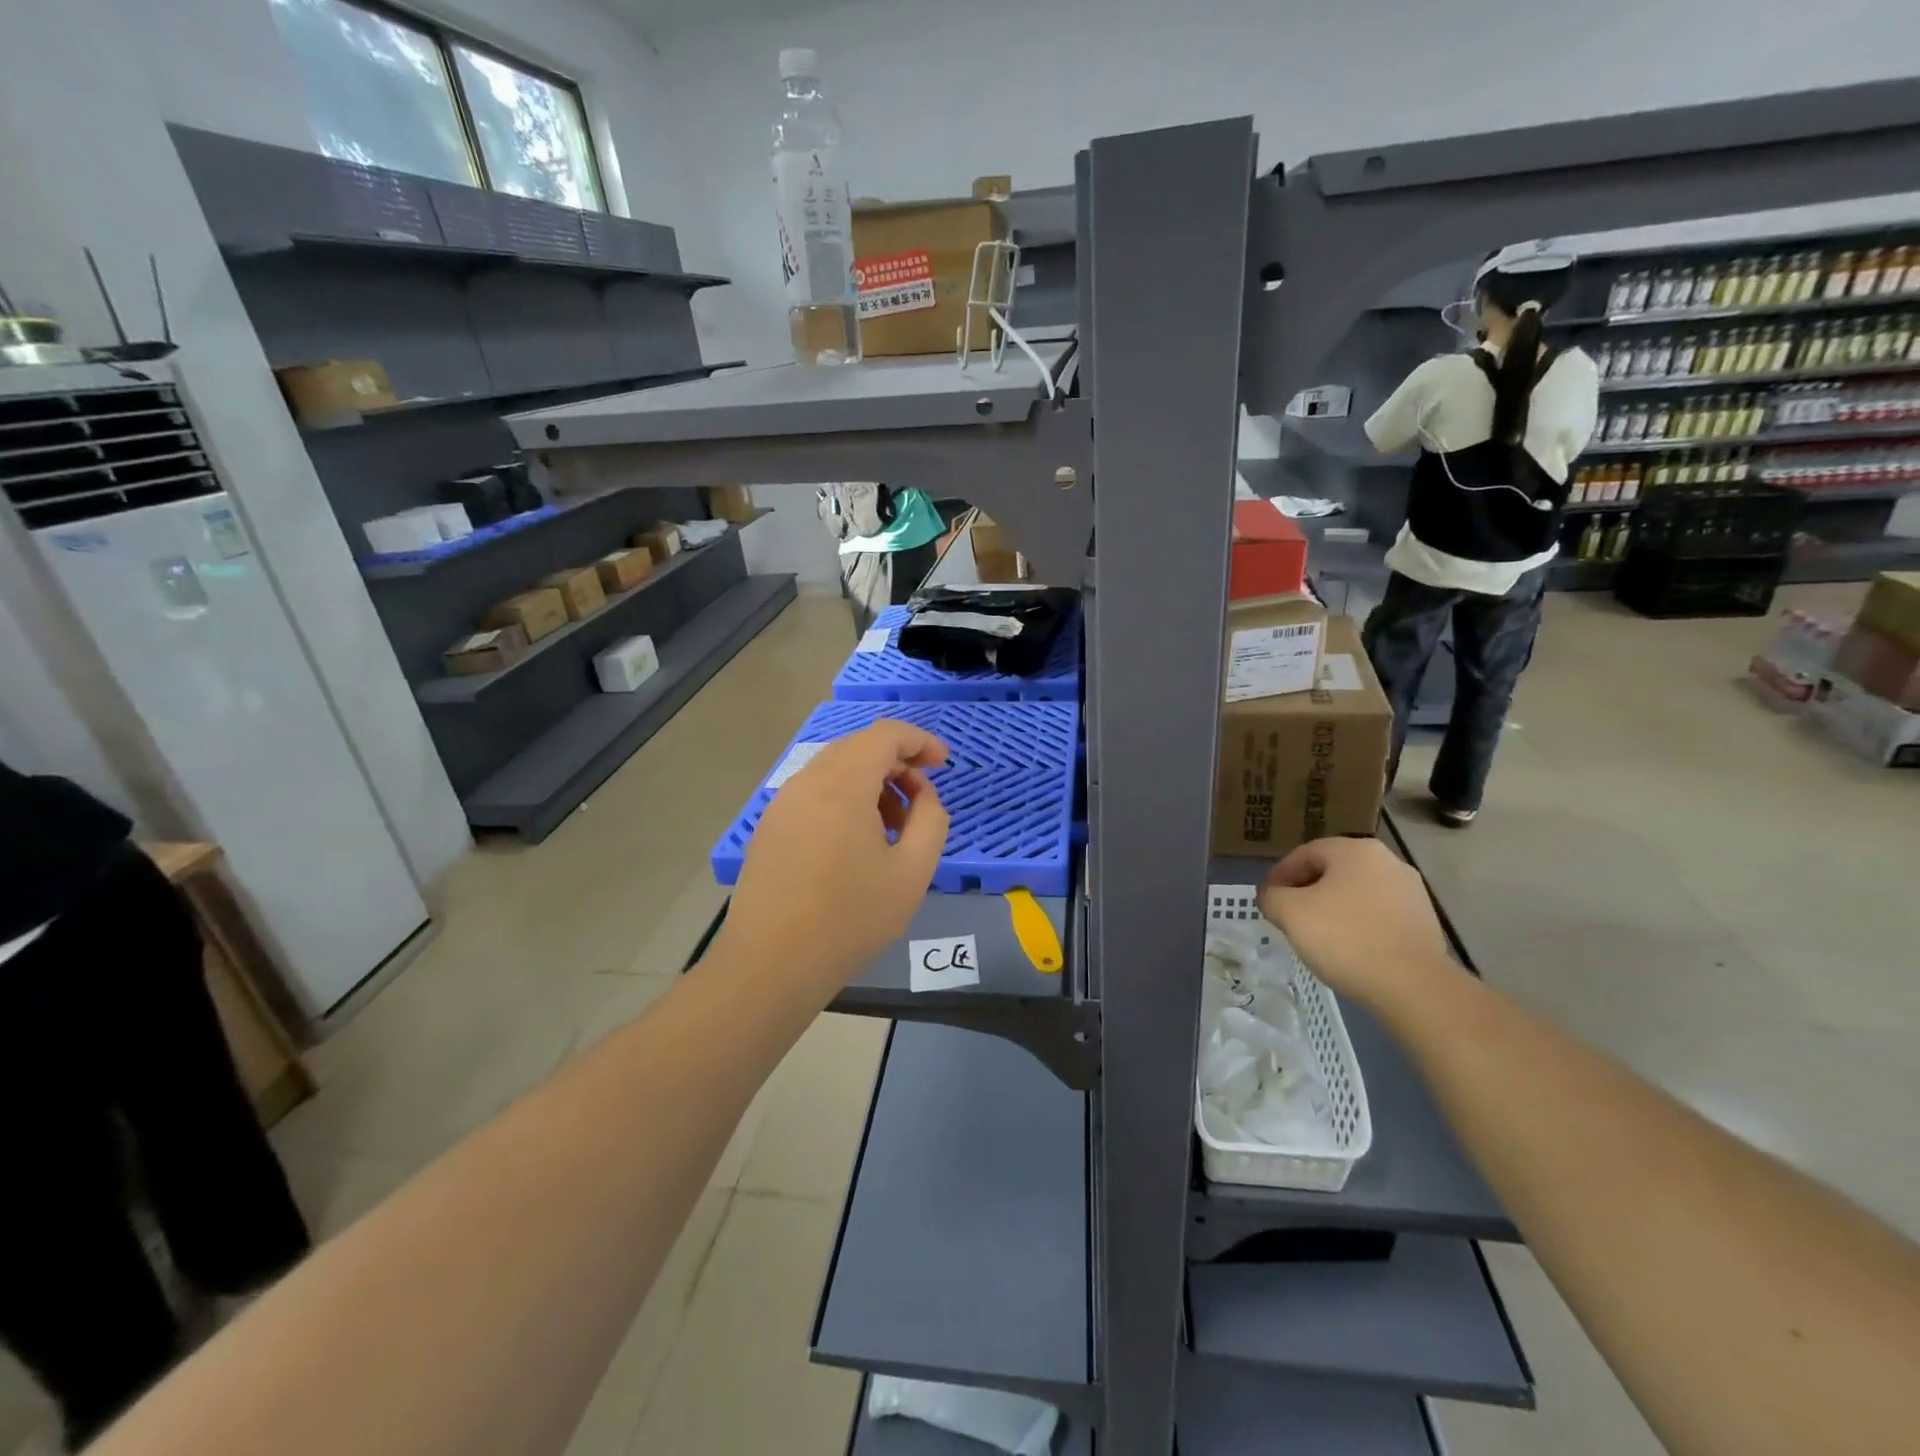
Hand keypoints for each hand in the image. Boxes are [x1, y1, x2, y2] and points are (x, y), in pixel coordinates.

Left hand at [716, 721, 949, 1003]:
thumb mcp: (912, 872)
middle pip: (859, 748)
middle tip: (921, 801)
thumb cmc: (850, 918)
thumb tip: (923, 796)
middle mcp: (806, 781)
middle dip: (897, 764)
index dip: (920, 741)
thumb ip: (931, 820)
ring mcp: (782, 804)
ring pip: (835, 770)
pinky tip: (856, 843)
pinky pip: (815, 793)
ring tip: (893, 828)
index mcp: (842, 783)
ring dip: (872, 783)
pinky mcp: (770, 827)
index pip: (885, 734)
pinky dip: (845, 799)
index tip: (944, 764)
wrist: (770, 964)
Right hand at [1258, 837, 1454, 1008]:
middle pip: (1332, 872)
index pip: (1304, 854)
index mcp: (1355, 850)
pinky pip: (1378, 916)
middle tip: (1288, 917)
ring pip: (1356, 894)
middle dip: (1306, 892)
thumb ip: (1271, 896)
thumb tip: (1272, 895)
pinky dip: (1358, 926)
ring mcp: (1412, 892)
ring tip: (1317, 937)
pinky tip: (1348, 950)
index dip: (1279, 876)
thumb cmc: (1345, 938)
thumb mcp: (1290, 913)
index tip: (1267, 900)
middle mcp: (1388, 861)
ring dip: (1332, 909)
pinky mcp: (1425, 922)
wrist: (1414, 987)